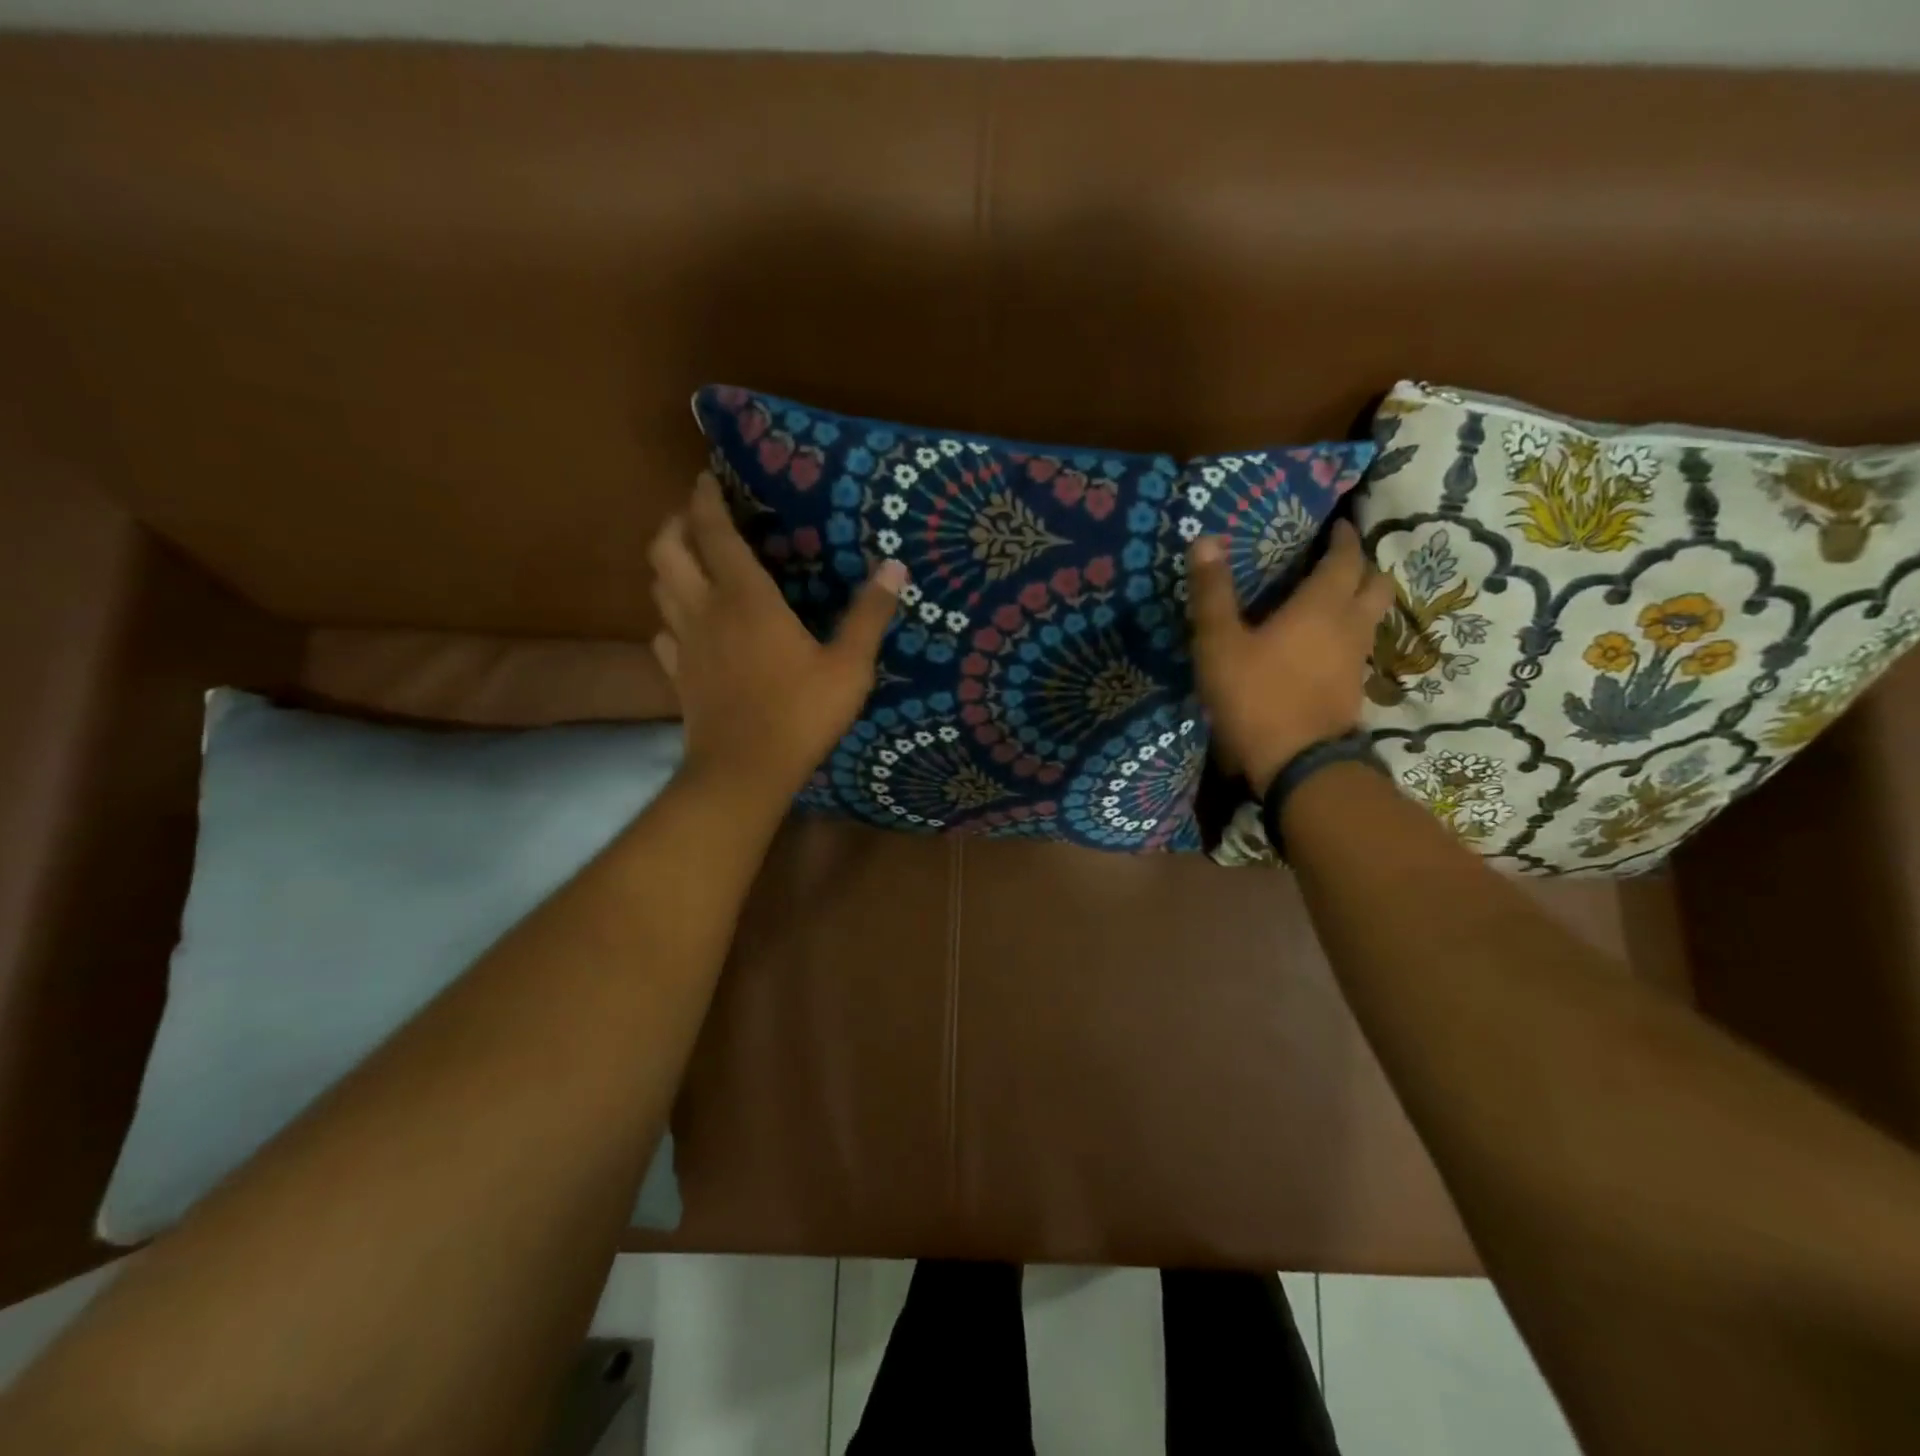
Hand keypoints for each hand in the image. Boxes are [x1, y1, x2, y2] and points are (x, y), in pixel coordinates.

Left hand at [649, 474, 906, 804]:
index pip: (714, 532)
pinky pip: (662, 633)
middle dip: (676, 523)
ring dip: (669, 564)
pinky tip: (689, 625)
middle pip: (666, 550)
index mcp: (745, 598)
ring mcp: (685, 643)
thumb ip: (870, 615)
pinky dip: (670, 617)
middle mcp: (705, 610)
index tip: (707, 477)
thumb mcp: (849, 666)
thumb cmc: (800, 713)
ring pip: (658, 587)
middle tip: (698, 517)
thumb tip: (895, 566)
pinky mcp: (678, 674)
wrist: (744, 771)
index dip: (706, 499)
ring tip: (692, 560)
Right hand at [1186, 519, 1392, 795]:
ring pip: (1371, 618)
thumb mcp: (1219, 643)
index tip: (1338, 525)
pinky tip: (1322, 645)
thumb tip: (1205, 539)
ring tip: (1330, 599)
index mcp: (1321, 605)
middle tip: (1338, 561)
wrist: (1297, 764)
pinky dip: (1347, 635)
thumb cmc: (1256, 696)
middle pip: (1376, 584)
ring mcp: (1356, 661)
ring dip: (1359, 601)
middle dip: (1362, 567)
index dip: (1343, 538)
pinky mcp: (1352, 690)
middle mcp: (1349, 626)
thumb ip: (1212, 593)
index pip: (1345, 559)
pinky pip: (1358, 647)